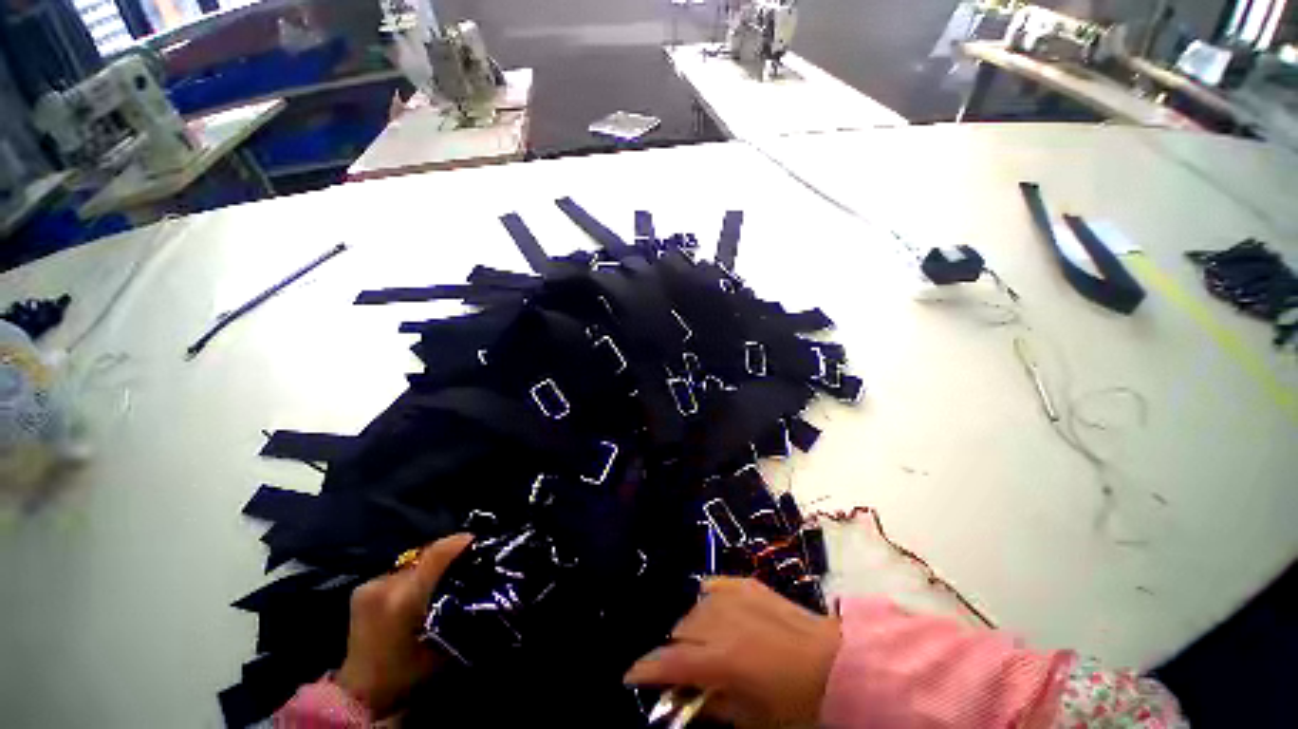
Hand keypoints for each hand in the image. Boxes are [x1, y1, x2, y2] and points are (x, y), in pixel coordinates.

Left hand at [335, 533, 472, 716]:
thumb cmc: (408, 673)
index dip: (460, 543)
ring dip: (431, 567)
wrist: (360, 694)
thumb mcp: (444, 645)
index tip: (480, 542)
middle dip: (450, 556)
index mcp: (404, 599)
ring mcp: (371, 585)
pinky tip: (419, 590)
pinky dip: (414, 576)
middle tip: (468, 561)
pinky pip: (399, 572)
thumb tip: (482, 585)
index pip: (437, 554)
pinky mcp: (362, 588)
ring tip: (444, 577)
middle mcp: (385, 584)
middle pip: (427, 555)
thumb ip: (461, 610)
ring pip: (414, 563)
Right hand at [624, 577, 840, 728]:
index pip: (672, 660)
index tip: (630, 675)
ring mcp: (737, 596)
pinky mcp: (750, 584)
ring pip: (696, 605)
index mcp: (723, 657)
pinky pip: (717, 585)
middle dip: (674, 648)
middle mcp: (723, 620)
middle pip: (682, 628)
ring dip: (691, 625)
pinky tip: (711, 608)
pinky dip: (708, 598)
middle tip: (680, 667)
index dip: (647, 668)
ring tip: (701, 642)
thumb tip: (688, 698)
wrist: (839, 663)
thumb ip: (715, 706)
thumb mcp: (754, 719)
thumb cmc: (798, 702)